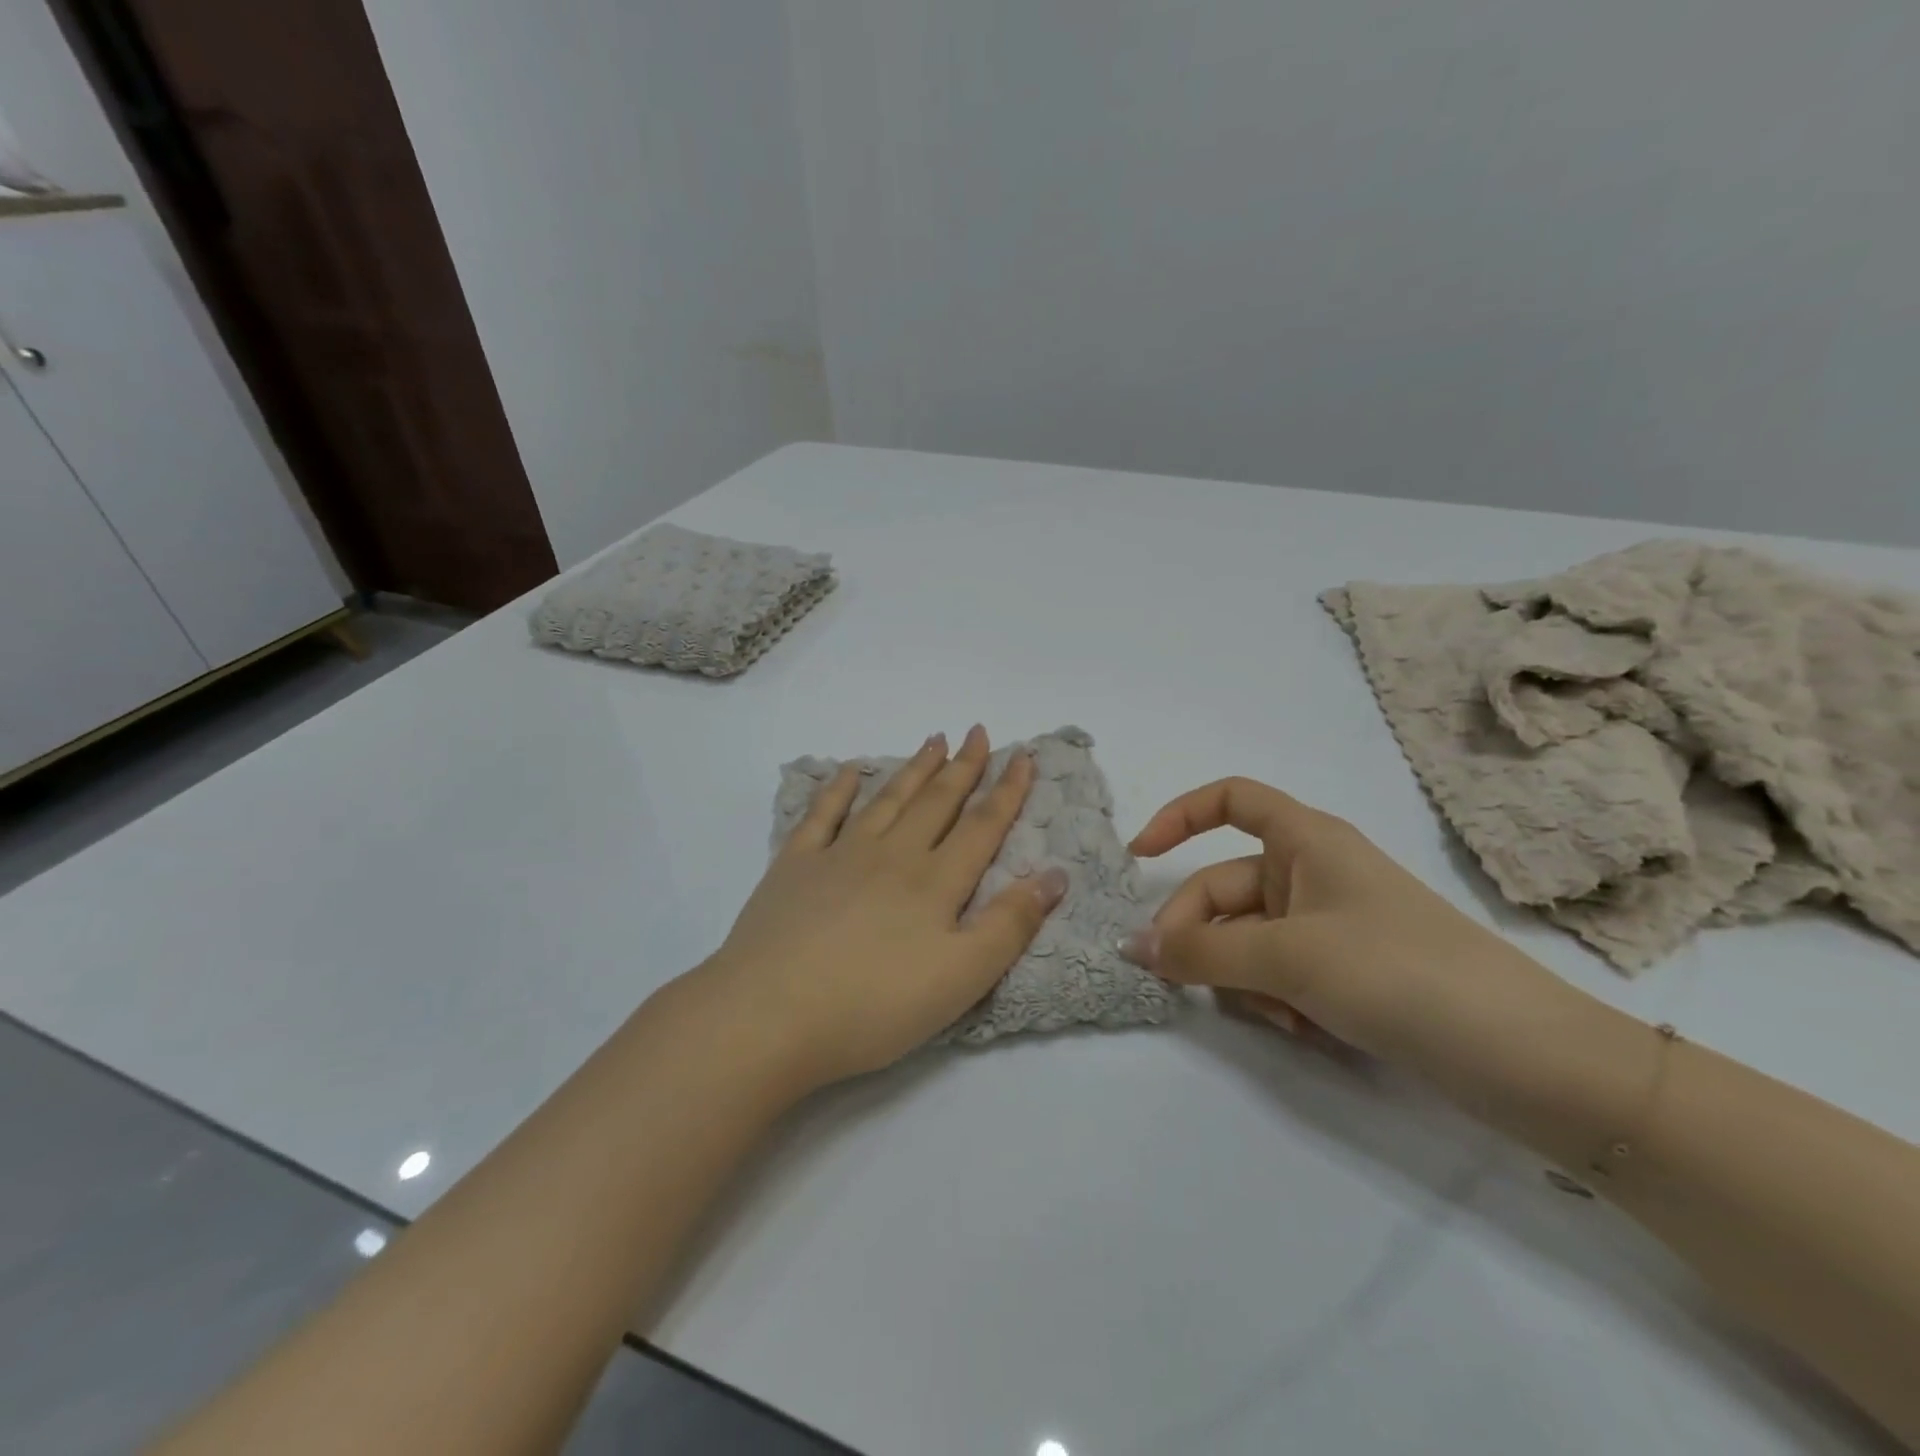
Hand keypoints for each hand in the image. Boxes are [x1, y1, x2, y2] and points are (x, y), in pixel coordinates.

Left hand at [690, 726, 1066, 1094]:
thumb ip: (1010, 925)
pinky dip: (837, 788)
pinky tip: (848, 771)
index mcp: (934, 882)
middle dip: (962, 767)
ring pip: (887, 800)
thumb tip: (1055, 874)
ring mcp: (839, 855)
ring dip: (913, 769)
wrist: (770, 1015)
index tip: (1023, 755)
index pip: (982, 826)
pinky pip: (822, 815)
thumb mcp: (961, 978)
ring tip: (933, 741)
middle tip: (977, 732)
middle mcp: (891, 855)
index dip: (1007, 790)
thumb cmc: (874, 1005)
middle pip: (936, 802)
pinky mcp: (794, 866)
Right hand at [1120, 778, 1575, 1078]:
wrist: (1527, 1059)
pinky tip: (1303, 1031)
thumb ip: (1202, 953)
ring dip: (1243, 977)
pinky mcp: (1346, 973)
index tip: (1139, 859)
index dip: (1179, 817)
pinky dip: (1276, 1000)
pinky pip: (1280, 973)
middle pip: (1224, 888)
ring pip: (1247, 939)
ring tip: (1278, 1016)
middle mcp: (1313, 874)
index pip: (1230, 800)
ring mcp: (1330, 926)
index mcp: (1307, 841)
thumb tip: (1132, 948)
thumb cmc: (1399, 972)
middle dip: (1199, 934)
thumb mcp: (1289, 957)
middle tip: (1176, 981)